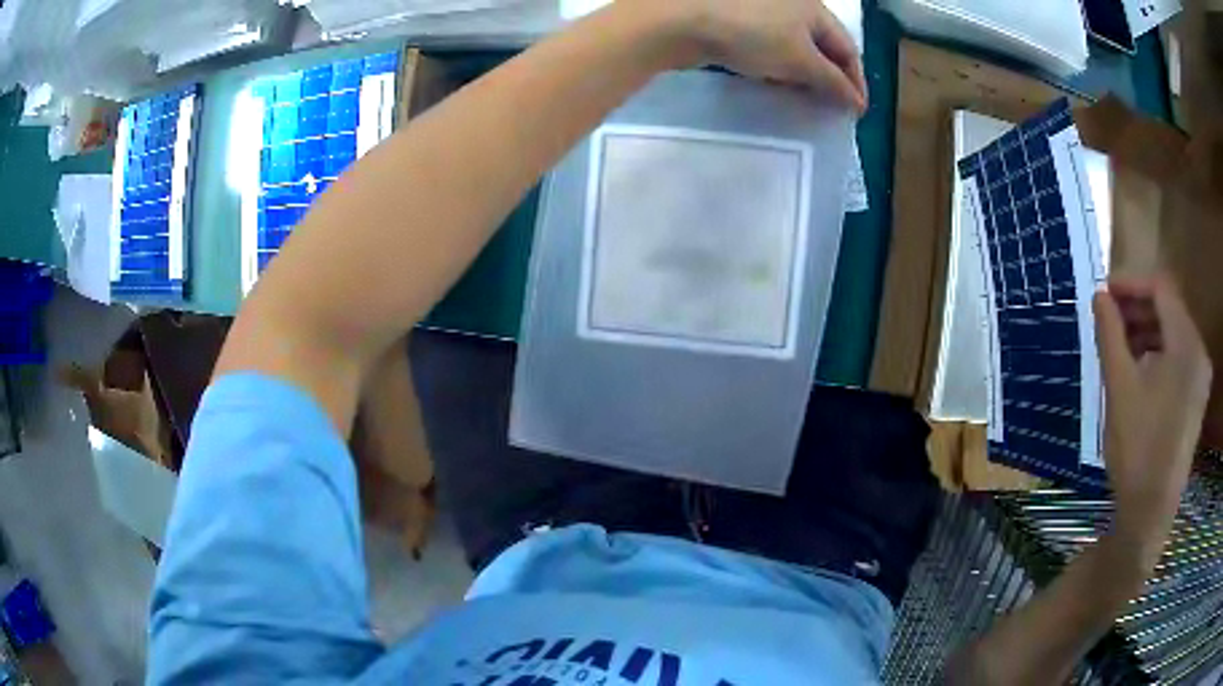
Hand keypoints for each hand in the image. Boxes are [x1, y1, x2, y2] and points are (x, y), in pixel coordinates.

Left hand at [656, 0, 867, 112]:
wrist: (686, 21)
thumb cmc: (754, 35)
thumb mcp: (801, 61)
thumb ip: (832, 83)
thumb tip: (856, 102)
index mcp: (815, 8)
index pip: (847, 47)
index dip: (855, 81)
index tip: (857, 112)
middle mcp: (793, 5)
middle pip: (822, 46)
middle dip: (830, 78)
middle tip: (832, 108)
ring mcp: (763, 11)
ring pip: (795, 47)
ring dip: (804, 74)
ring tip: (805, 100)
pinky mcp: (738, 22)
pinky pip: (770, 47)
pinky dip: (778, 67)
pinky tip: (773, 82)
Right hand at [1094, 276, 1211, 570]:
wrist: (1150, 512)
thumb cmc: (1137, 447)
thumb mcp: (1119, 387)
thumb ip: (1111, 335)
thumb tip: (1100, 296)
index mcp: (1186, 344)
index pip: (1161, 288)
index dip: (1132, 283)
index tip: (1105, 293)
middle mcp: (1198, 352)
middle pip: (1170, 309)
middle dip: (1138, 308)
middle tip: (1109, 318)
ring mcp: (1200, 377)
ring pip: (1174, 334)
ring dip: (1147, 331)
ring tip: (1120, 345)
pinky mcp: (1196, 398)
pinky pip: (1178, 359)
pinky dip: (1158, 354)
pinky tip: (1139, 371)